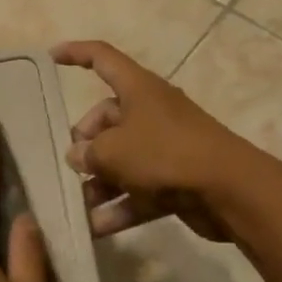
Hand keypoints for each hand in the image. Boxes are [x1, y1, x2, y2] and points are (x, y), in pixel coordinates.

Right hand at [53, 40, 243, 240]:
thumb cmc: (165, 153)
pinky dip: (119, 206)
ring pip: (121, 159)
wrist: (230, 191)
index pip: (101, 58)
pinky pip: (138, 189)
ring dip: (98, 182)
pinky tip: (95, 228)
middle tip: (71, 166)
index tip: (50, 56)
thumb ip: (87, 153)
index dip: (75, 53)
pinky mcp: (175, 179)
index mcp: (137, 88)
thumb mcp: (113, 150)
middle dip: (84, 143)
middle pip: (106, 119)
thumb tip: (78, 156)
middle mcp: (150, 112)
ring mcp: (164, 147)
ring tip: (76, 205)